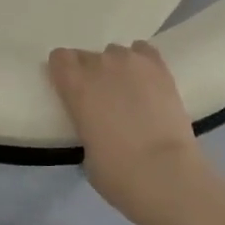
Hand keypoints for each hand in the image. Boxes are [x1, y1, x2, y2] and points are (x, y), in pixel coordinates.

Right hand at [48, 42, 203, 212]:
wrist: (164, 172)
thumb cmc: (117, 172)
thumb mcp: (86, 151)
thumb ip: (86, 125)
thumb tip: (97, 125)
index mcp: (75, 85)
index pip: (60, 58)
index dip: (64, 72)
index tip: (70, 88)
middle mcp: (100, 65)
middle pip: (87, 56)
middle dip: (90, 73)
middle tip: (101, 98)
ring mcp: (132, 62)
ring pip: (117, 53)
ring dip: (117, 68)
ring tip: (128, 91)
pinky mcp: (160, 68)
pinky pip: (144, 51)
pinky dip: (142, 63)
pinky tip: (147, 81)